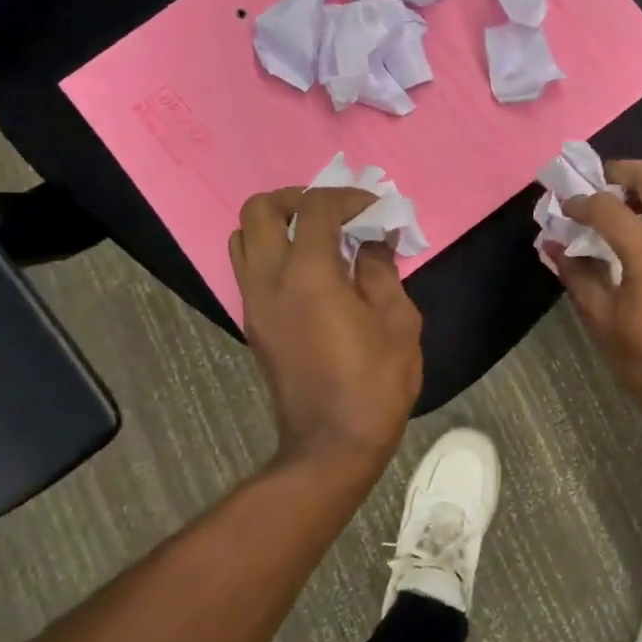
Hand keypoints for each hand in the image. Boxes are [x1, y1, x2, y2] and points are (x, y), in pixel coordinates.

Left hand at [229, 187, 423, 470]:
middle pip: (259, 210)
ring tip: (321, 237)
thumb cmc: (376, 382)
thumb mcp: (397, 321)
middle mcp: (269, 280)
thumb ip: (381, 271)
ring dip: (280, 224)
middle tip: (336, 213)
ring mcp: (253, 303)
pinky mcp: (254, 323)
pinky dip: (275, 252)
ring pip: (243, 237)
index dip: (349, 198)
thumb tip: (373, 242)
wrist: (332, 443)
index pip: (315, 208)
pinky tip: (314, 271)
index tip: (377, 210)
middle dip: (299, 199)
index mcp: (308, 274)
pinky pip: (250, 268)